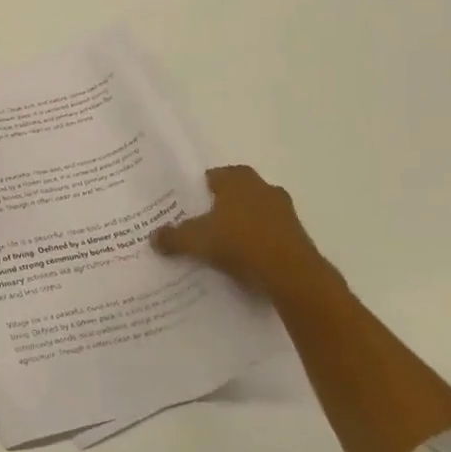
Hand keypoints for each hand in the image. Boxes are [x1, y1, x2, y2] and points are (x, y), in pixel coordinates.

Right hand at [151, 165, 333, 298]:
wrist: (291, 274)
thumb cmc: (239, 242)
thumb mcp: (195, 240)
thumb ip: (172, 236)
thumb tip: (153, 237)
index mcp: (238, 179)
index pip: (211, 177)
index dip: (195, 191)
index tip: (183, 207)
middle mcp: (263, 187)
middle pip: (233, 194)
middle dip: (218, 208)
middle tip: (198, 225)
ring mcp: (284, 211)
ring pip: (253, 214)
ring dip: (239, 226)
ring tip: (219, 245)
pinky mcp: (296, 235)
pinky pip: (267, 234)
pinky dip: (255, 243)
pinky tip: (242, 260)